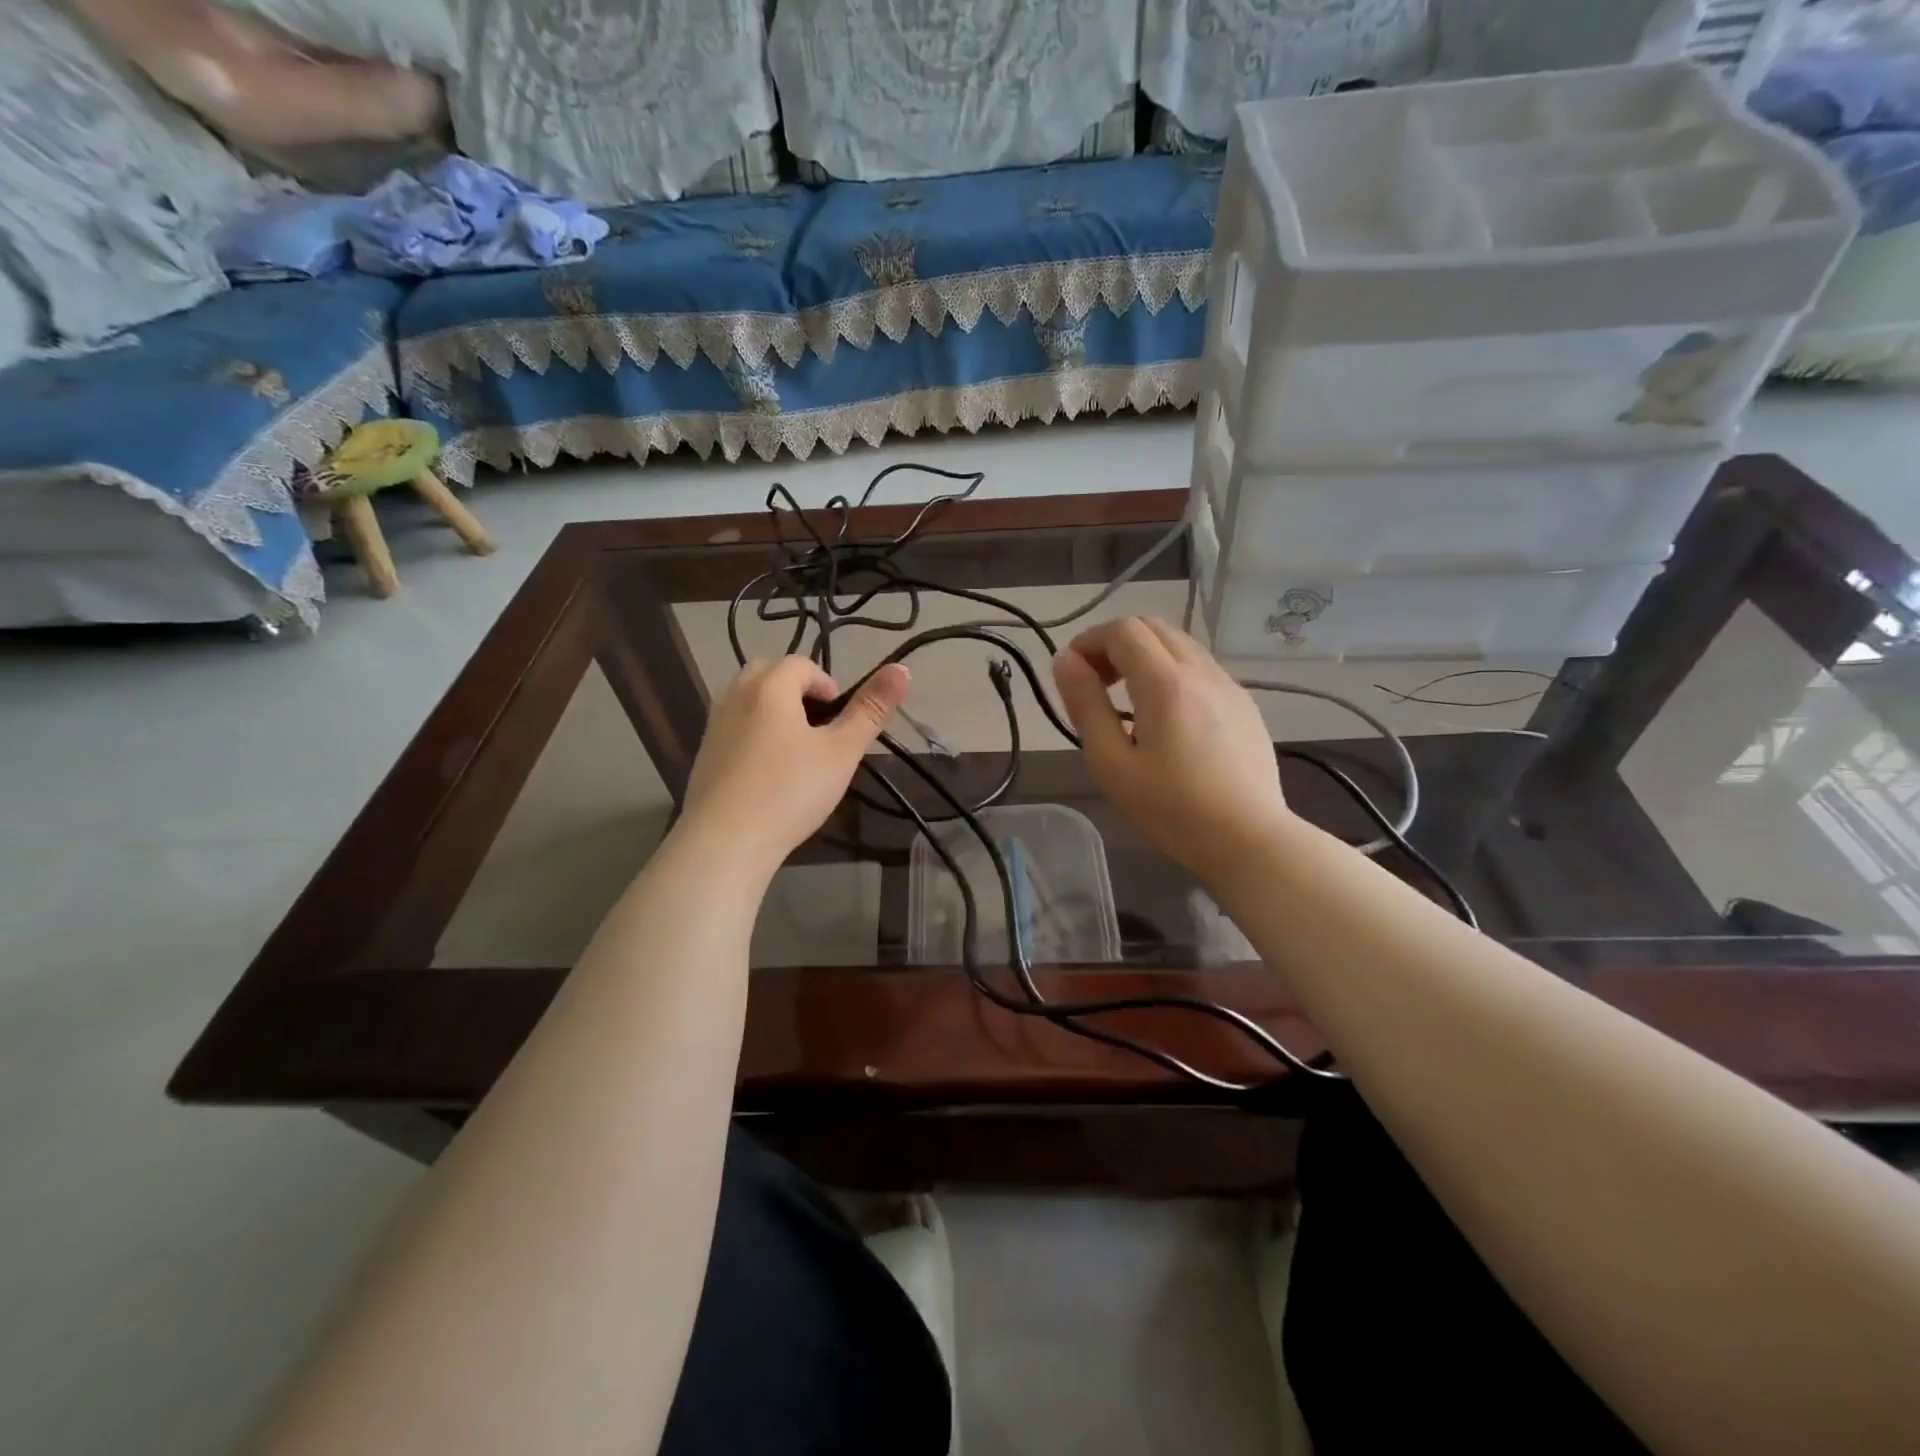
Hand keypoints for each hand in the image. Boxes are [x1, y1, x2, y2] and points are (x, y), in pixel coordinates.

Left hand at [679, 657, 910, 874]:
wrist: (725, 842)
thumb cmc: (790, 792)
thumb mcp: (841, 752)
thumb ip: (871, 710)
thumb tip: (902, 669)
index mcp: (770, 687)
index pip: (802, 665)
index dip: (828, 686)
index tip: (841, 722)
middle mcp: (735, 695)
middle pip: (770, 673)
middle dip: (798, 691)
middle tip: (820, 730)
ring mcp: (714, 724)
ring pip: (748, 699)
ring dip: (775, 711)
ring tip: (797, 750)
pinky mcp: (704, 753)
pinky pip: (734, 726)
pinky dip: (754, 733)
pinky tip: (768, 772)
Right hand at [1052, 617, 1292, 885]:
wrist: (1249, 839)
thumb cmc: (1172, 809)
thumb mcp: (1112, 763)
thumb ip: (1086, 706)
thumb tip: (1065, 661)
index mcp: (1165, 683)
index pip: (1123, 629)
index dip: (1090, 641)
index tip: (1073, 674)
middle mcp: (1201, 671)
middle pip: (1153, 627)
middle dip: (1116, 644)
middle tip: (1097, 685)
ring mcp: (1228, 685)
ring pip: (1180, 644)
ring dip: (1145, 656)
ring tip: (1129, 701)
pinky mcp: (1245, 704)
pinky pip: (1201, 668)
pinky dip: (1172, 672)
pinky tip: (1167, 718)